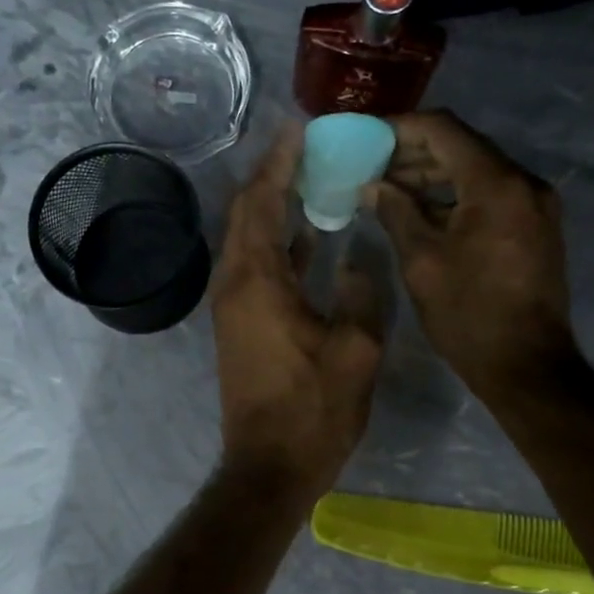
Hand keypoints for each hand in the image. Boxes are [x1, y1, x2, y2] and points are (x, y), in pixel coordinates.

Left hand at [212, 127, 384, 500]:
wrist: (269, 466)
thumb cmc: (313, 410)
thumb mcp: (356, 350)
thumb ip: (360, 293)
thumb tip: (355, 259)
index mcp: (257, 281)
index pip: (261, 201)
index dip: (280, 161)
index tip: (301, 127)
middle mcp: (234, 284)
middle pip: (247, 213)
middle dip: (274, 175)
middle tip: (310, 146)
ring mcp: (233, 306)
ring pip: (250, 239)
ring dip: (275, 206)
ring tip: (313, 178)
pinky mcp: (241, 325)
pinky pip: (257, 266)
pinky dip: (279, 243)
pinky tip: (311, 236)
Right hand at [364, 110, 575, 396]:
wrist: (526, 365)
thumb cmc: (468, 315)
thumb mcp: (421, 262)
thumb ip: (396, 213)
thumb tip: (374, 185)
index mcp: (496, 184)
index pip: (443, 130)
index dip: (400, 128)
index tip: (366, 139)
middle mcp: (523, 183)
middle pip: (462, 147)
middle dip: (414, 153)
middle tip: (371, 168)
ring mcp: (535, 204)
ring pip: (477, 171)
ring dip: (434, 176)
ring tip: (389, 190)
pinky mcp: (536, 226)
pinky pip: (490, 195)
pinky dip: (455, 196)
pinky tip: (422, 212)